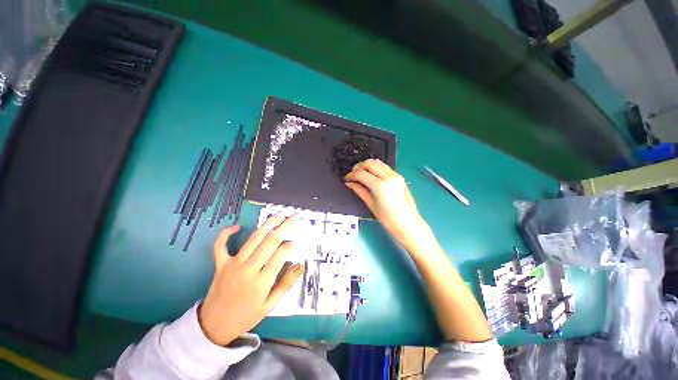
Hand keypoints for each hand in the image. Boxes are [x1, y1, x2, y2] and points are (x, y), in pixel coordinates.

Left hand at [199, 214, 303, 345]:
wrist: (214, 326)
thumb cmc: (246, 316)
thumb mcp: (270, 305)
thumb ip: (286, 284)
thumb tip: (299, 265)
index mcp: (262, 282)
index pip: (281, 255)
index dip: (290, 245)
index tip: (295, 242)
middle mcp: (248, 269)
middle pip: (271, 241)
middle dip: (285, 226)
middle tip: (295, 216)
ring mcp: (233, 265)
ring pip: (254, 239)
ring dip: (268, 224)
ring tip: (279, 214)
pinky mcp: (220, 264)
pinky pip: (220, 245)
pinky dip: (226, 234)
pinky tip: (236, 226)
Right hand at [344, 159, 436, 252]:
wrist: (408, 224)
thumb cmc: (388, 219)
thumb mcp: (371, 204)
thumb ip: (359, 190)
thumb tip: (349, 183)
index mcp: (380, 185)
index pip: (361, 174)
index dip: (351, 175)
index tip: (346, 179)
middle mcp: (389, 176)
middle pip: (370, 163)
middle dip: (359, 167)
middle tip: (352, 174)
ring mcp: (396, 175)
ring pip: (378, 162)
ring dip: (367, 165)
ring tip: (361, 174)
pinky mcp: (399, 176)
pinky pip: (385, 167)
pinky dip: (375, 168)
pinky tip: (371, 175)